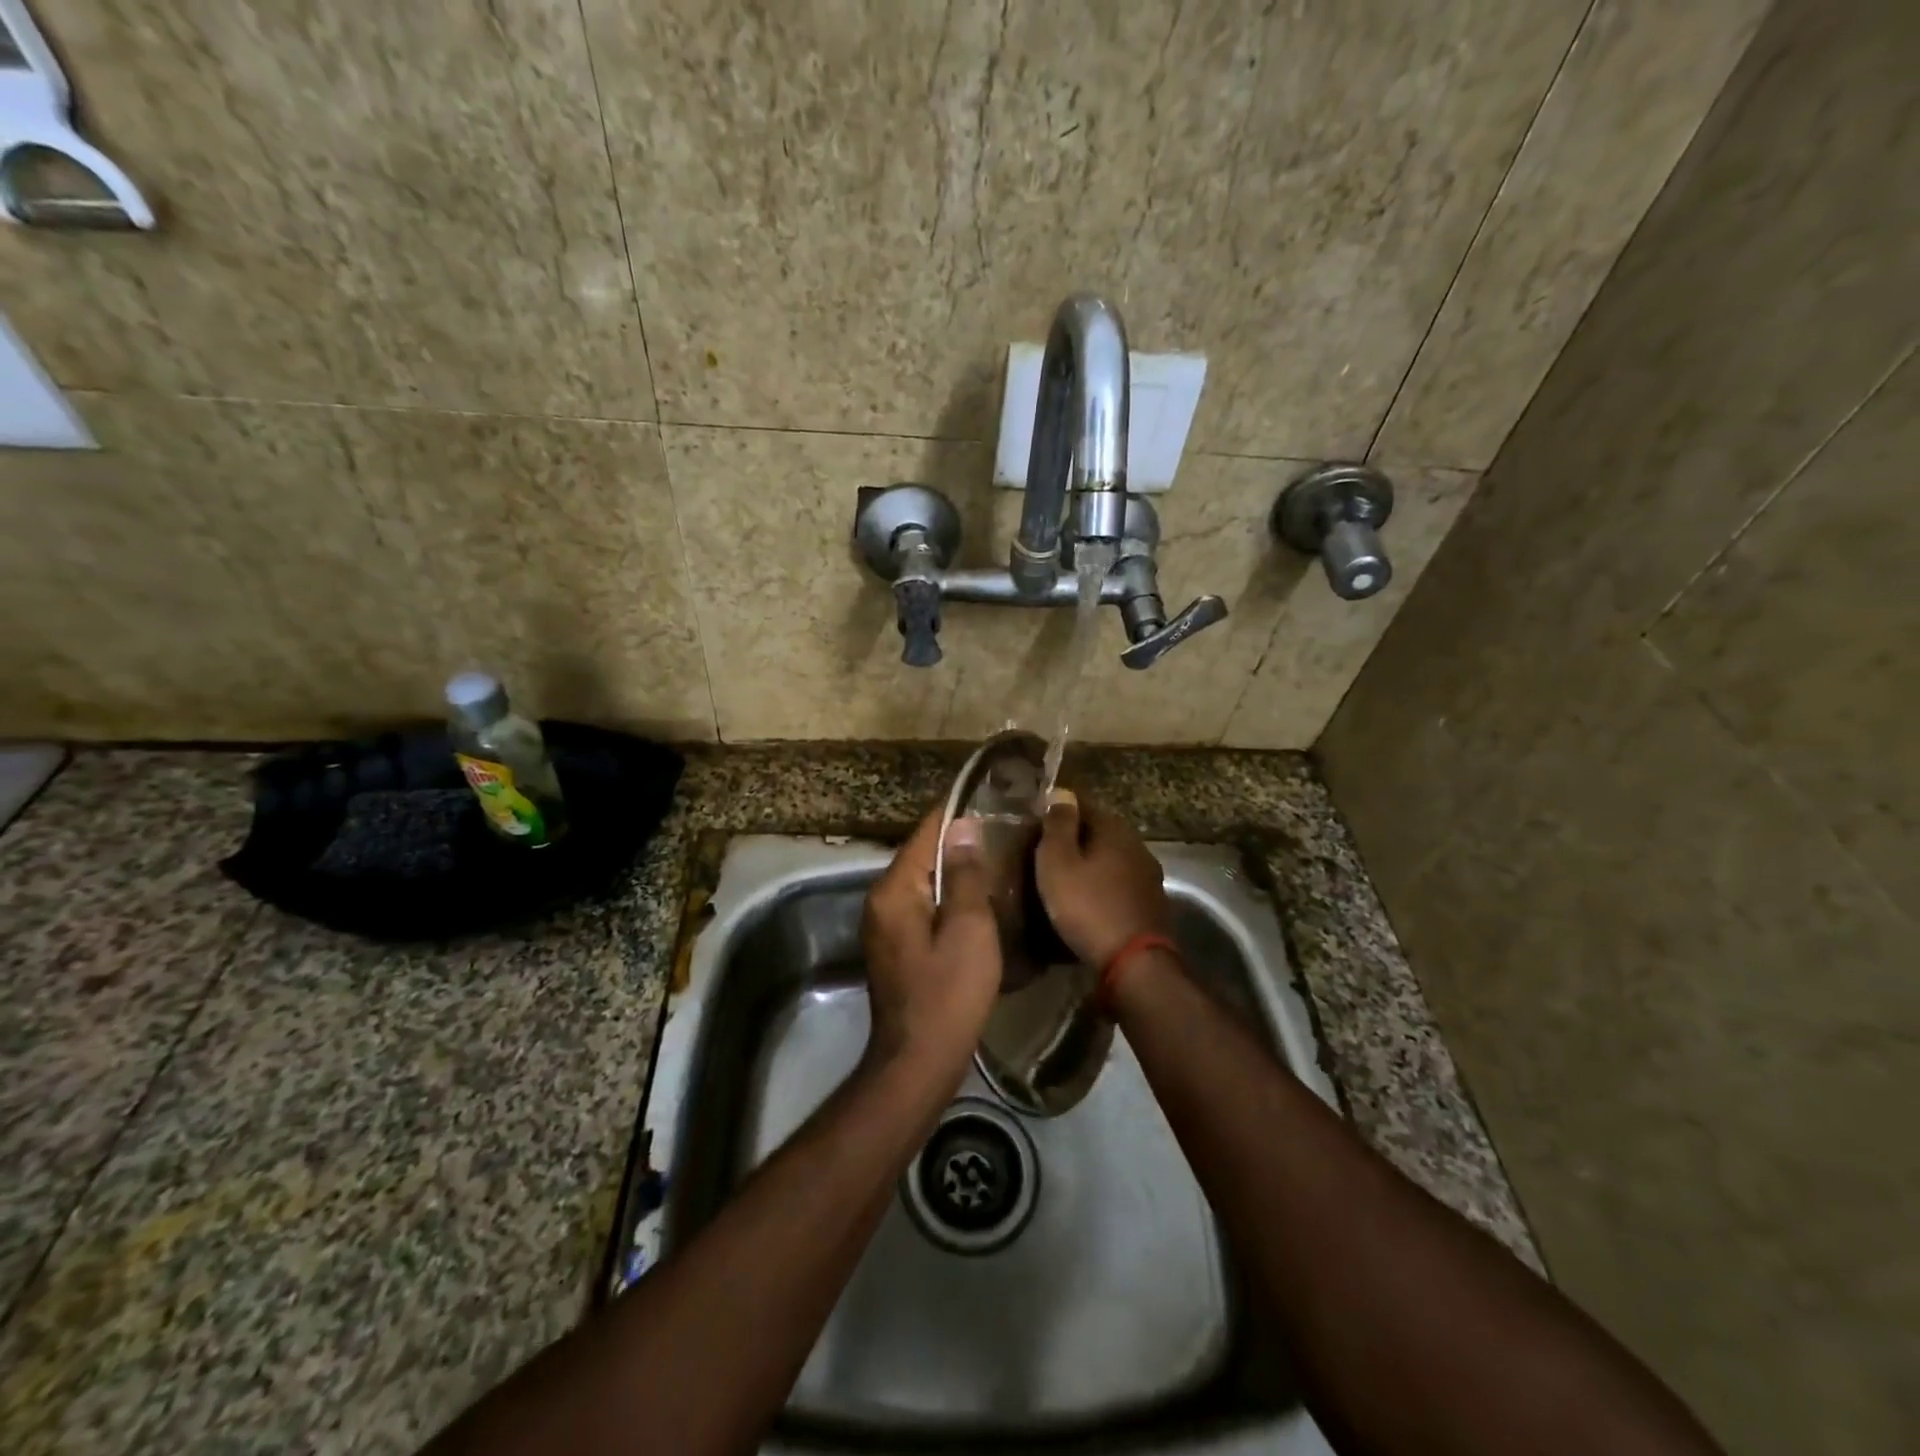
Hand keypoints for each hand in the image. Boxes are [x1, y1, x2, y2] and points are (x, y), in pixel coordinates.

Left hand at [861, 807, 1002, 1082]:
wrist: (919, 1061)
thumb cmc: (949, 992)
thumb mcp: (968, 928)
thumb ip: (965, 874)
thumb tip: (962, 826)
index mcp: (894, 890)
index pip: (924, 834)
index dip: (956, 815)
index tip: (990, 801)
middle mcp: (881, 901)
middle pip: (922, 857)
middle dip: (959, 844)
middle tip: (1004, 835)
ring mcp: (885, 926)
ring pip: (924, 884)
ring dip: (955, 873)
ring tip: (998, 864)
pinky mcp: (896, 948)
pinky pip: (923, 908)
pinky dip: (948, 900)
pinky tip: (979, 904)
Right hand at [1034, 788, 1170, 967]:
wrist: (1134, 963)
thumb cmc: (1088, 907)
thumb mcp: (1058, 862)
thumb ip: (1058, 825)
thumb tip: (1061, 792)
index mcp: (1114, 828)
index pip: (1083, 804)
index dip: (1058, 811)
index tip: (1036, 824)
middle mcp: (1137, 844)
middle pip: (1100, 831)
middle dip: (1075, 837)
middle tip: (1046, 853)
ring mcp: (1149, 875)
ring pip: (1112, 858)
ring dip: (1091, 864)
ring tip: (1065, 878)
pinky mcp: (1152, 903)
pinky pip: (1120, 883)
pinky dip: (1104, 886)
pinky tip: (1089, 900)